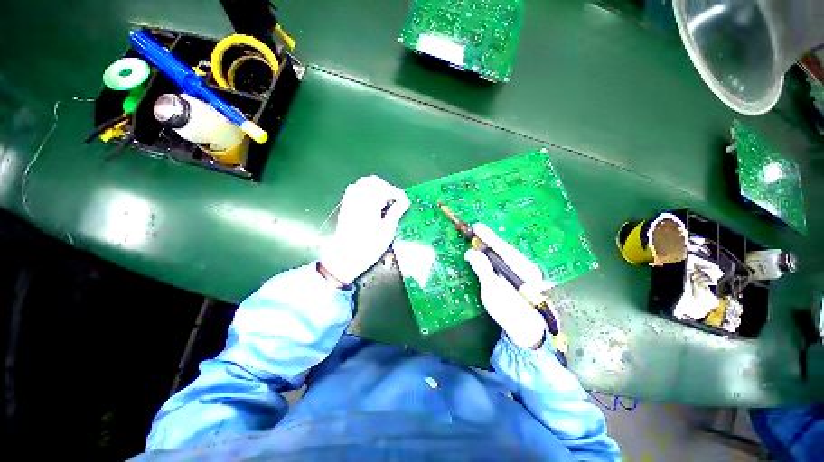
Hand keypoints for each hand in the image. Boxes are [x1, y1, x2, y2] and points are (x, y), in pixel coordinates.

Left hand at [320, 176, 409, 284]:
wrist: (344, 257)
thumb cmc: (368, 247)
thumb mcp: (386, 232)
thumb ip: (395, 213)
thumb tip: (404, 202)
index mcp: (369, 206)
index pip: (385, 190)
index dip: (397, 193)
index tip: (404, 201)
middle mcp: (358, 200)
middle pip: (373, 182)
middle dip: (386, 187)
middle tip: (394, 200)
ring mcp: (349, 201)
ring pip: (363, 183)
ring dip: (375, 187)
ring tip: (384, 200)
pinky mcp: (345, 206)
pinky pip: (354, 189)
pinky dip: (364, 190)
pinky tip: (370, 201)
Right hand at [464, 224, 548, 347]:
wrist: (529, 332)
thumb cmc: (509, 312)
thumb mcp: (492, 290)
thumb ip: (482, 269)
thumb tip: (471, 252)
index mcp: (521, 268)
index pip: (501, 247)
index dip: (487, 236)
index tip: (476, 226)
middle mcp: (527, 267)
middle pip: (505, 249)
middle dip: (489, 240)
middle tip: (475, 232)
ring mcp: (528, 273)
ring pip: (507, 255)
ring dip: (492, 248)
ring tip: (480, 242)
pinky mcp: (524, 279)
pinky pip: (508, 262)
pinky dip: (497, 257)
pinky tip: (490, 257)